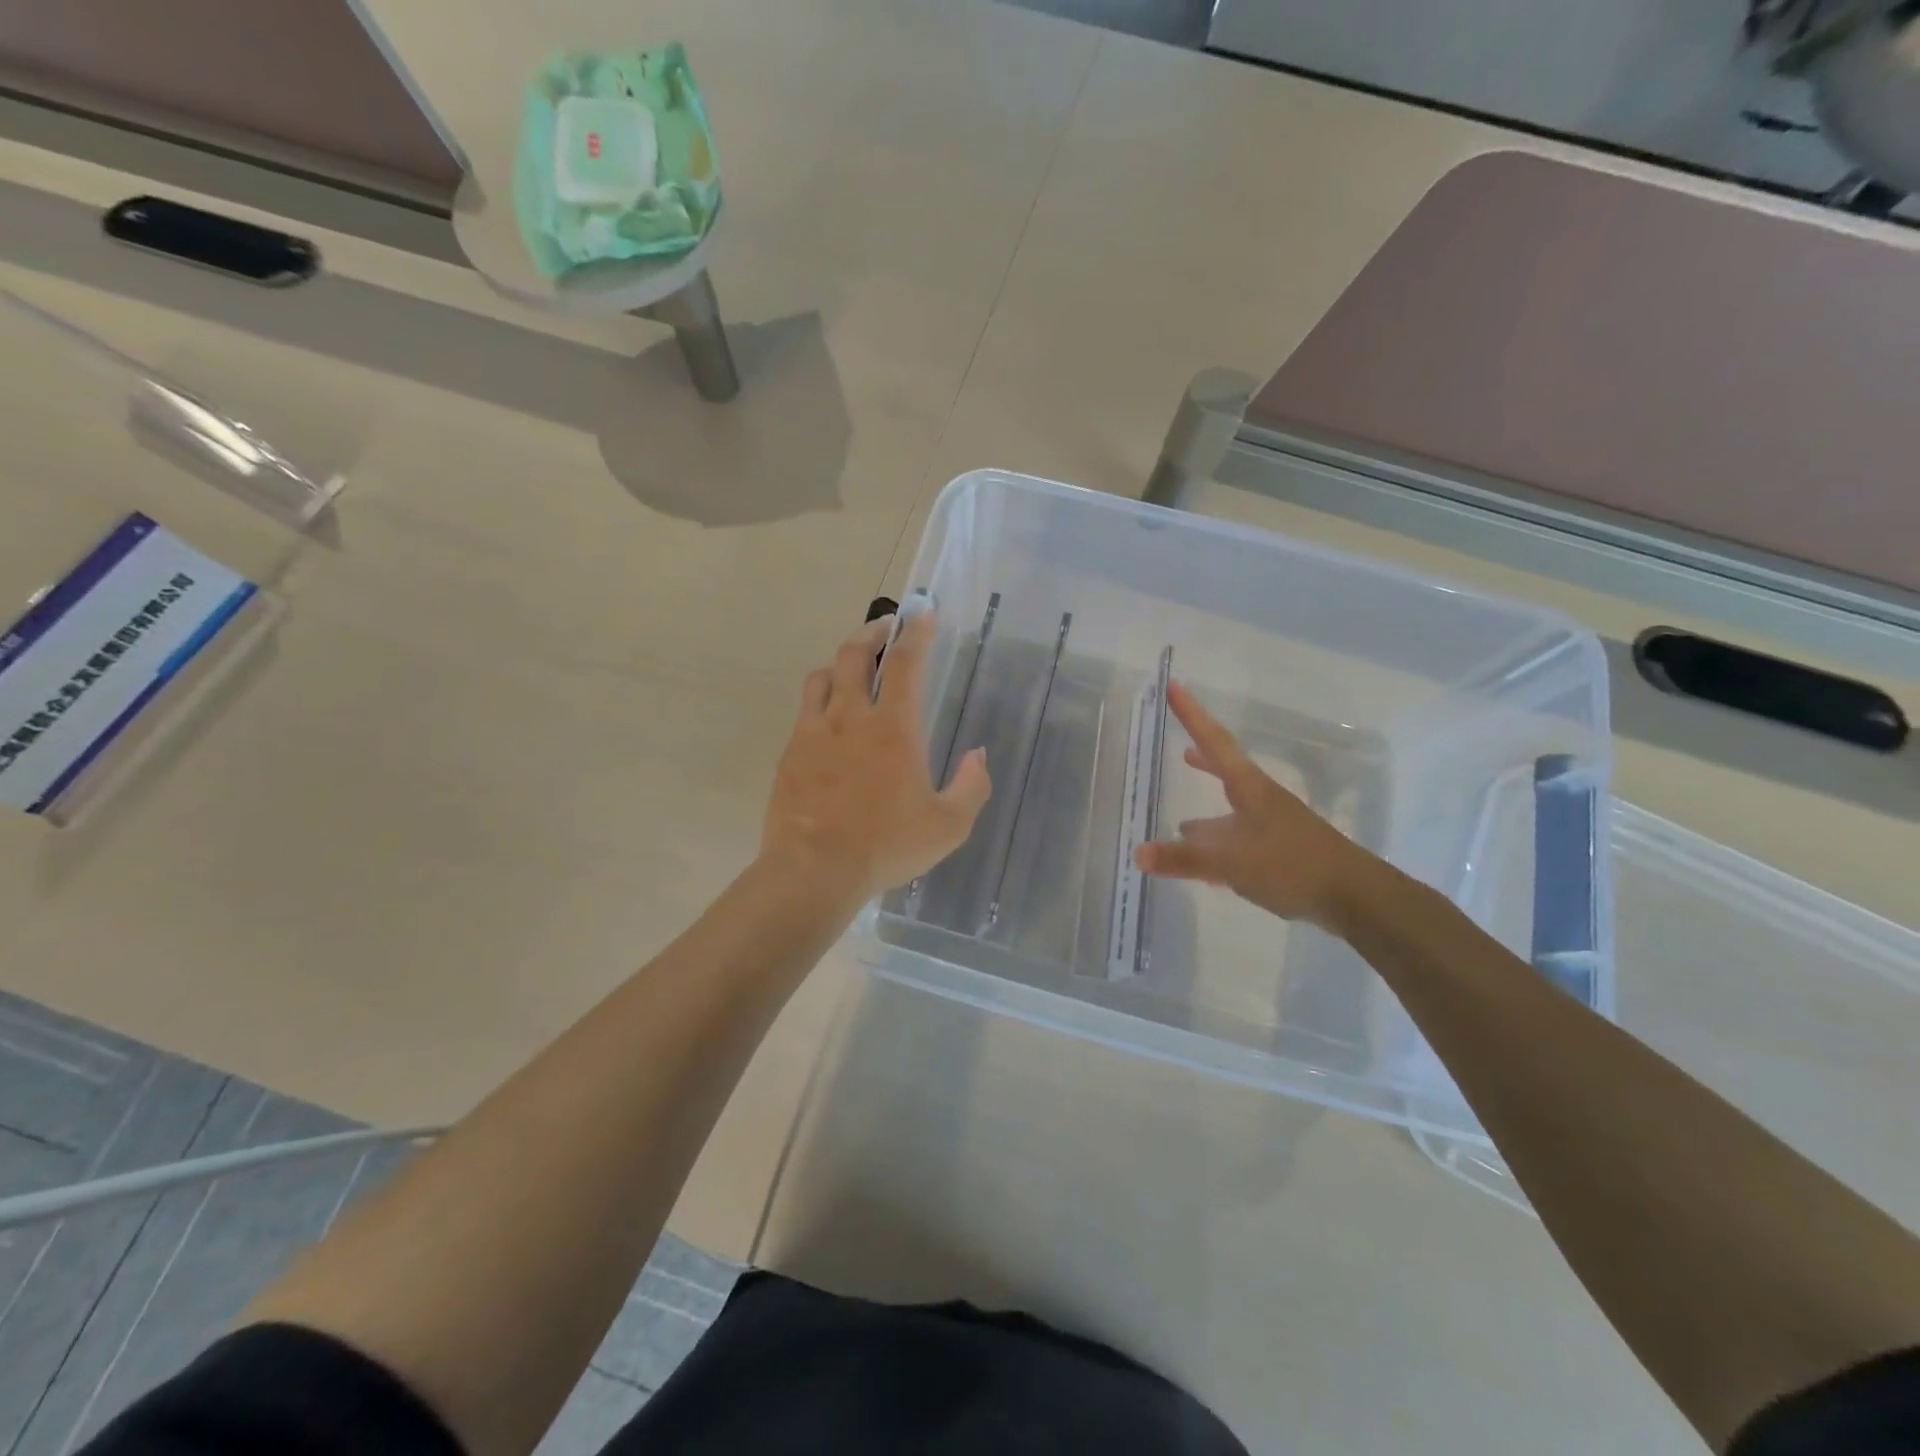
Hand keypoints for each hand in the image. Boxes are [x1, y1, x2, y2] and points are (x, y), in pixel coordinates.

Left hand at [762, 611, 991, 902]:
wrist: (814, 870)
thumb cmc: (886, 846)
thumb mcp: (948, 826)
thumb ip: (972, 786)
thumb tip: (977, 755)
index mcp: (893, 728)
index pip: (905, 664)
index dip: (916, 633)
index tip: (923, 613)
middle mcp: (850, 717)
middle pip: (854, 654)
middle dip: (872, 633)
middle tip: (886, 629)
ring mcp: (813, 732)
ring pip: (822, 677)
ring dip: (840, 662)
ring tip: (852, 669)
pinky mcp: (789, 753)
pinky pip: (804, 711)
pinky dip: (820, 701)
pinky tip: (827, 720)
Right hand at [1134, 682, 1372, 929]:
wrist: (1353, 896)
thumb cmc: (1292, 866)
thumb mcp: (1232, 863)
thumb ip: (1185, 859)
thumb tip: (1137, 853)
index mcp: (1249, 788)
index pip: (1213, 741)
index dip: (1191, 713)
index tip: (1173, 685)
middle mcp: (1260, 799)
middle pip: (1225, 768)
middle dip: (1201, 757)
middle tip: (1179, 745)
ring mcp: (1272, 824)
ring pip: (1231, 808)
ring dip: (1208, 809)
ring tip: (1181, 822)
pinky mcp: (1279, 851)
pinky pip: (1238, 837)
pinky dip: (1217, 841)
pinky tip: (1209, 860)